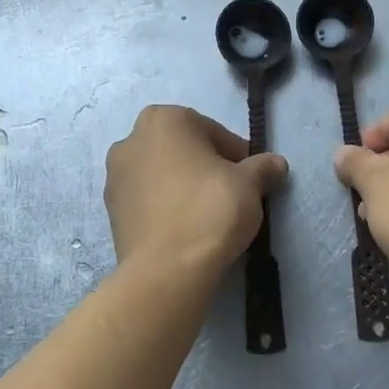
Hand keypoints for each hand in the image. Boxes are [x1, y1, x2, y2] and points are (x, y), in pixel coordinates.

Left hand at [105, 105, 288, 279]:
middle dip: (206, 168)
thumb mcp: (249, 184)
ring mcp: (114, 177)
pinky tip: (185, 229)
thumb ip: (262, 168)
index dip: (237, 155)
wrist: (166, 269)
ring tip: (208, 215)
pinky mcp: (110, 211)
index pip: (213, 131)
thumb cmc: (210, 210)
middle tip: (231, 195)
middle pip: (183, 150)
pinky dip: (166, 207)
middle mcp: (131, 140)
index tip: (251, 179)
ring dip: (184, 187)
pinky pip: (148, 200)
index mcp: (163, 119)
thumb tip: (277, 163)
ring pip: (162, 175)